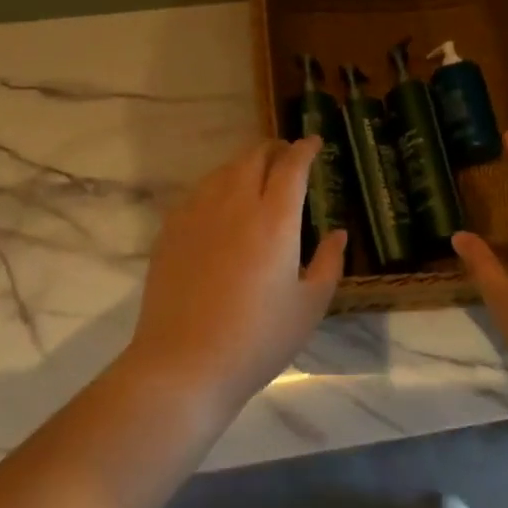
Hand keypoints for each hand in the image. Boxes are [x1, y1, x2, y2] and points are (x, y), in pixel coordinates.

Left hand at [124, 137, 347, 411]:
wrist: (184, 364)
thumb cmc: (257, 340)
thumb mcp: (309, 307)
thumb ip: (329, 263)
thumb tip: (336, 233)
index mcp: (274, 220)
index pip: (291, 166)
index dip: (304, 149)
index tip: (314, 143)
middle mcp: (235, 205)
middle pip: (254, 157)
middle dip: (275, 150)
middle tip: (288, 157)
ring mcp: (197, 215)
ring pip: (223, 170)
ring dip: (245, 164)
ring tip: (257, 176)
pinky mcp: (171, 231)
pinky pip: (198, 192)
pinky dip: (217, 185)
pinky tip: (221, 203)